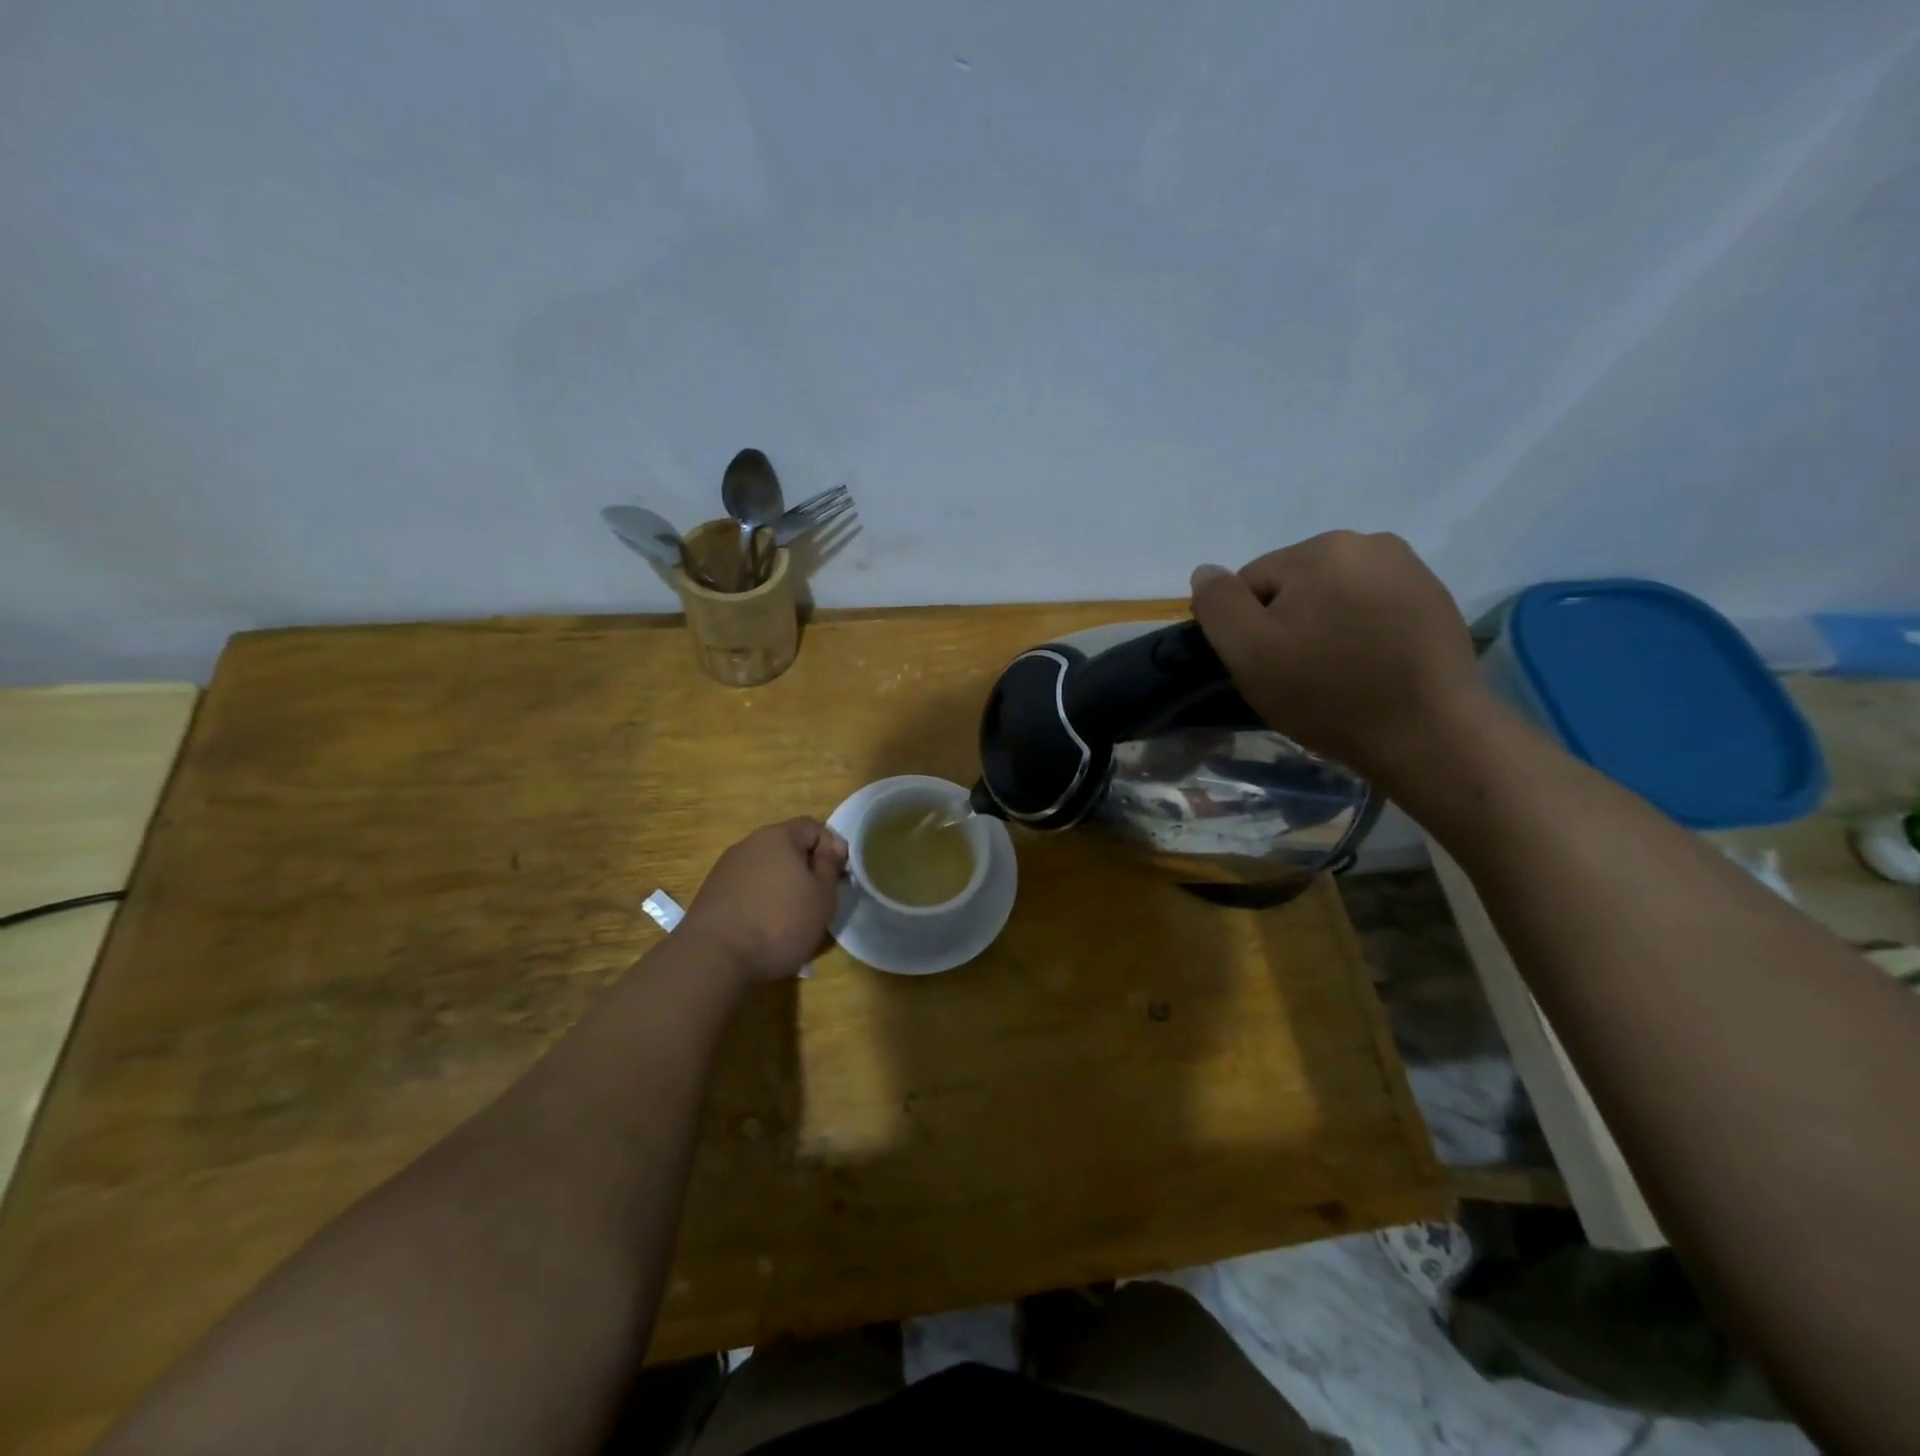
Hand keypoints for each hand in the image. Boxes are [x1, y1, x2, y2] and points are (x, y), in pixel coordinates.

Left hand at [682, 818, 847, 985]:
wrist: (714, 958)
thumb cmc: (780, 923)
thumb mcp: (822, 895)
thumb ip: (830, 864)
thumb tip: (831, 846)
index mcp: (778, 836)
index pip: (812, 827)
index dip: (832, 847)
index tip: (839, 877)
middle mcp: (749, 844)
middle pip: (787, 847)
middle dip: (805, 868)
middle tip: (818, 899)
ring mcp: (726, 868)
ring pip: (766, 869)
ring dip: (782, 886)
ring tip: (790, 918)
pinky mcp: (711, 893)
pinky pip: (747, 888)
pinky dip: (760, 901)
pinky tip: (763, 928)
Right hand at [1189, 531, 1488, 783]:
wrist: (1431, 735)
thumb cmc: (1328, 693)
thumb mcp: (1249, 652)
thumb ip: (1218, 604)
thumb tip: (1205, 571)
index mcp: (1322, 548)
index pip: (1251, 582)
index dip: (1248, 628)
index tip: (1267, 667)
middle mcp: (1370, 542)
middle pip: (1294, 585)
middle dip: (1288, 623)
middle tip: (1299, 674)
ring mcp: (1410, 569)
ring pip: (1333, 596)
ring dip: (1323, 626)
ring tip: (1336, 673)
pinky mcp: (1434, 599)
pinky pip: (1371, 608)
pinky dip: (1360, 632)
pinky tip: (1369, 668)